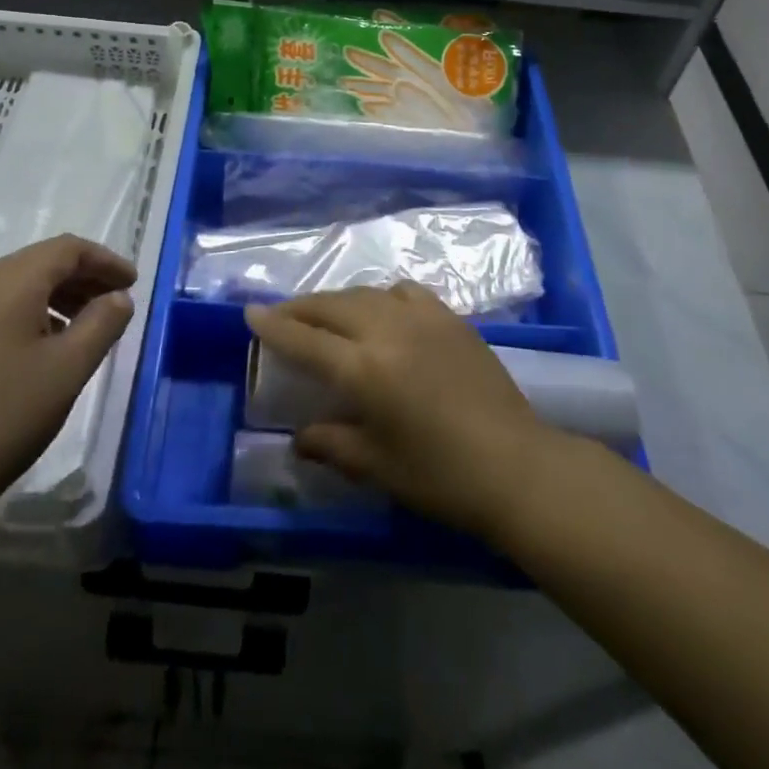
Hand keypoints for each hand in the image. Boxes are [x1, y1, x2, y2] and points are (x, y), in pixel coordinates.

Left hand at [0, 235, 135, 543]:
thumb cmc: (6, 415)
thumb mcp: (69, 368)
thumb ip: (102, 323)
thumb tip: (118, 297)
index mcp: (11, 282)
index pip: (68, 249)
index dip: (105, 261)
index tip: (132, 284)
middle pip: (41, 262)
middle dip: (83, 277)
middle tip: (114, 305)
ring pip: (17, 286)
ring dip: (57, 297)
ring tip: (83, 329)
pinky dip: (29, 315)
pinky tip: (41, 351)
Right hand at [244, 284, 555, 538]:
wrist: (517, 465)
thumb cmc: (441, 476)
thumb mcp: (378, 466)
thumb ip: (332, 444)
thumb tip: (299, 438)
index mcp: (364, 369)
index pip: (305, 339)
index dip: (274, 325)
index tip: (250, 312)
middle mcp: (388, 330)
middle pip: (331, 305)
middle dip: (301, 307)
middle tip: (283, 315)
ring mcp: (422, 318)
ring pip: (366, 292)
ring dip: (339, 300)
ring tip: (328, 315)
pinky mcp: (450, 317)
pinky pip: (404, 292)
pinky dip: (382, 296)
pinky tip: (384, 312)